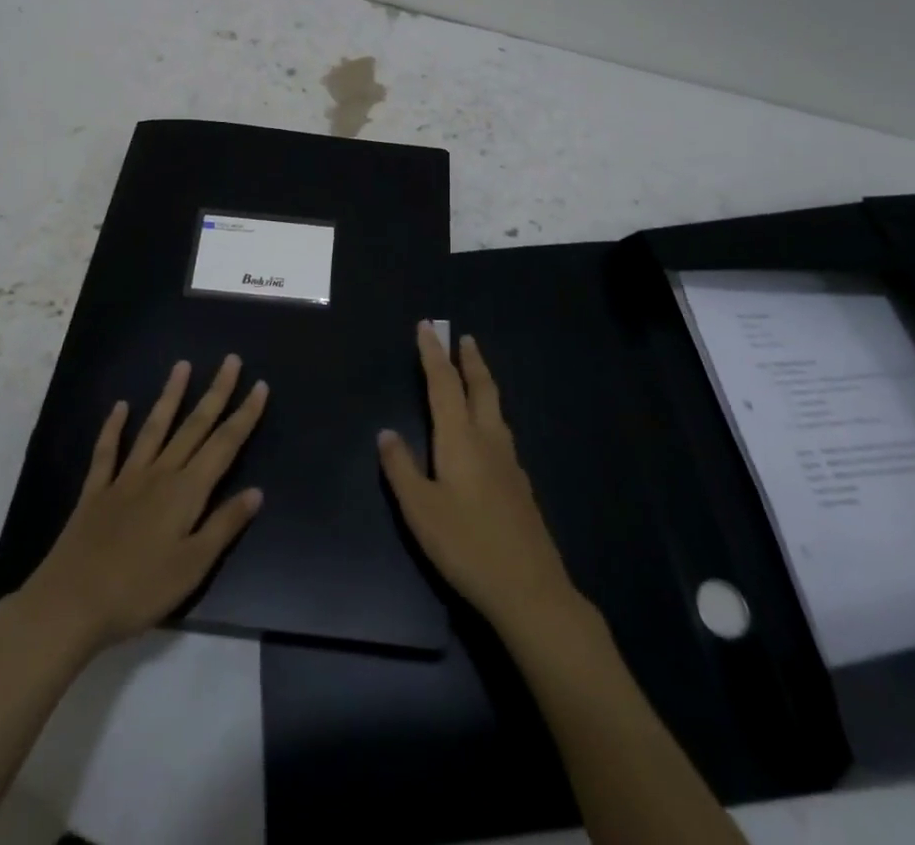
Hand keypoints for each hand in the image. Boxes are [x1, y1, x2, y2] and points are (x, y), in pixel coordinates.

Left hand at [18, 356, 268, 658]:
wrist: (70, 604)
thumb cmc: (139, 590)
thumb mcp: (193, 567)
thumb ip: (224, 525)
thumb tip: (256, 491)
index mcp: (187, 491)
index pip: (224, 444)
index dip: (244, 415)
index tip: (260, 385)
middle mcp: (160, 473)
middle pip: (194, 425)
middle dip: (216, 392)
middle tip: (231, 360)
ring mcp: (125, 478)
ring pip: (154, 427)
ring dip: (170, 396)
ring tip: (182, 366)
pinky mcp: (96, 491)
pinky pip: (107, 451)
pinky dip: (113, 427)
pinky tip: (120, 406)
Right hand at [379, 322, 579, 632]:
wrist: (529, 589)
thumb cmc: (466, 546)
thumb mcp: (420, 510)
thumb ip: (401, 469)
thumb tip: (386, 432)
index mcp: (460, 439)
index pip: (444, 384)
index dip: (433, 354)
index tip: (427, 326)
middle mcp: (488, 440)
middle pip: (481, 388)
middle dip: (470, 360)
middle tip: (464, 337)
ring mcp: (510, 462)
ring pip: (496, 409)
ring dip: (484, 383)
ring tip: (476, 375)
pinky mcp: (521, 485)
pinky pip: (503, 433)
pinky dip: (492, 415)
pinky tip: (489, 434)